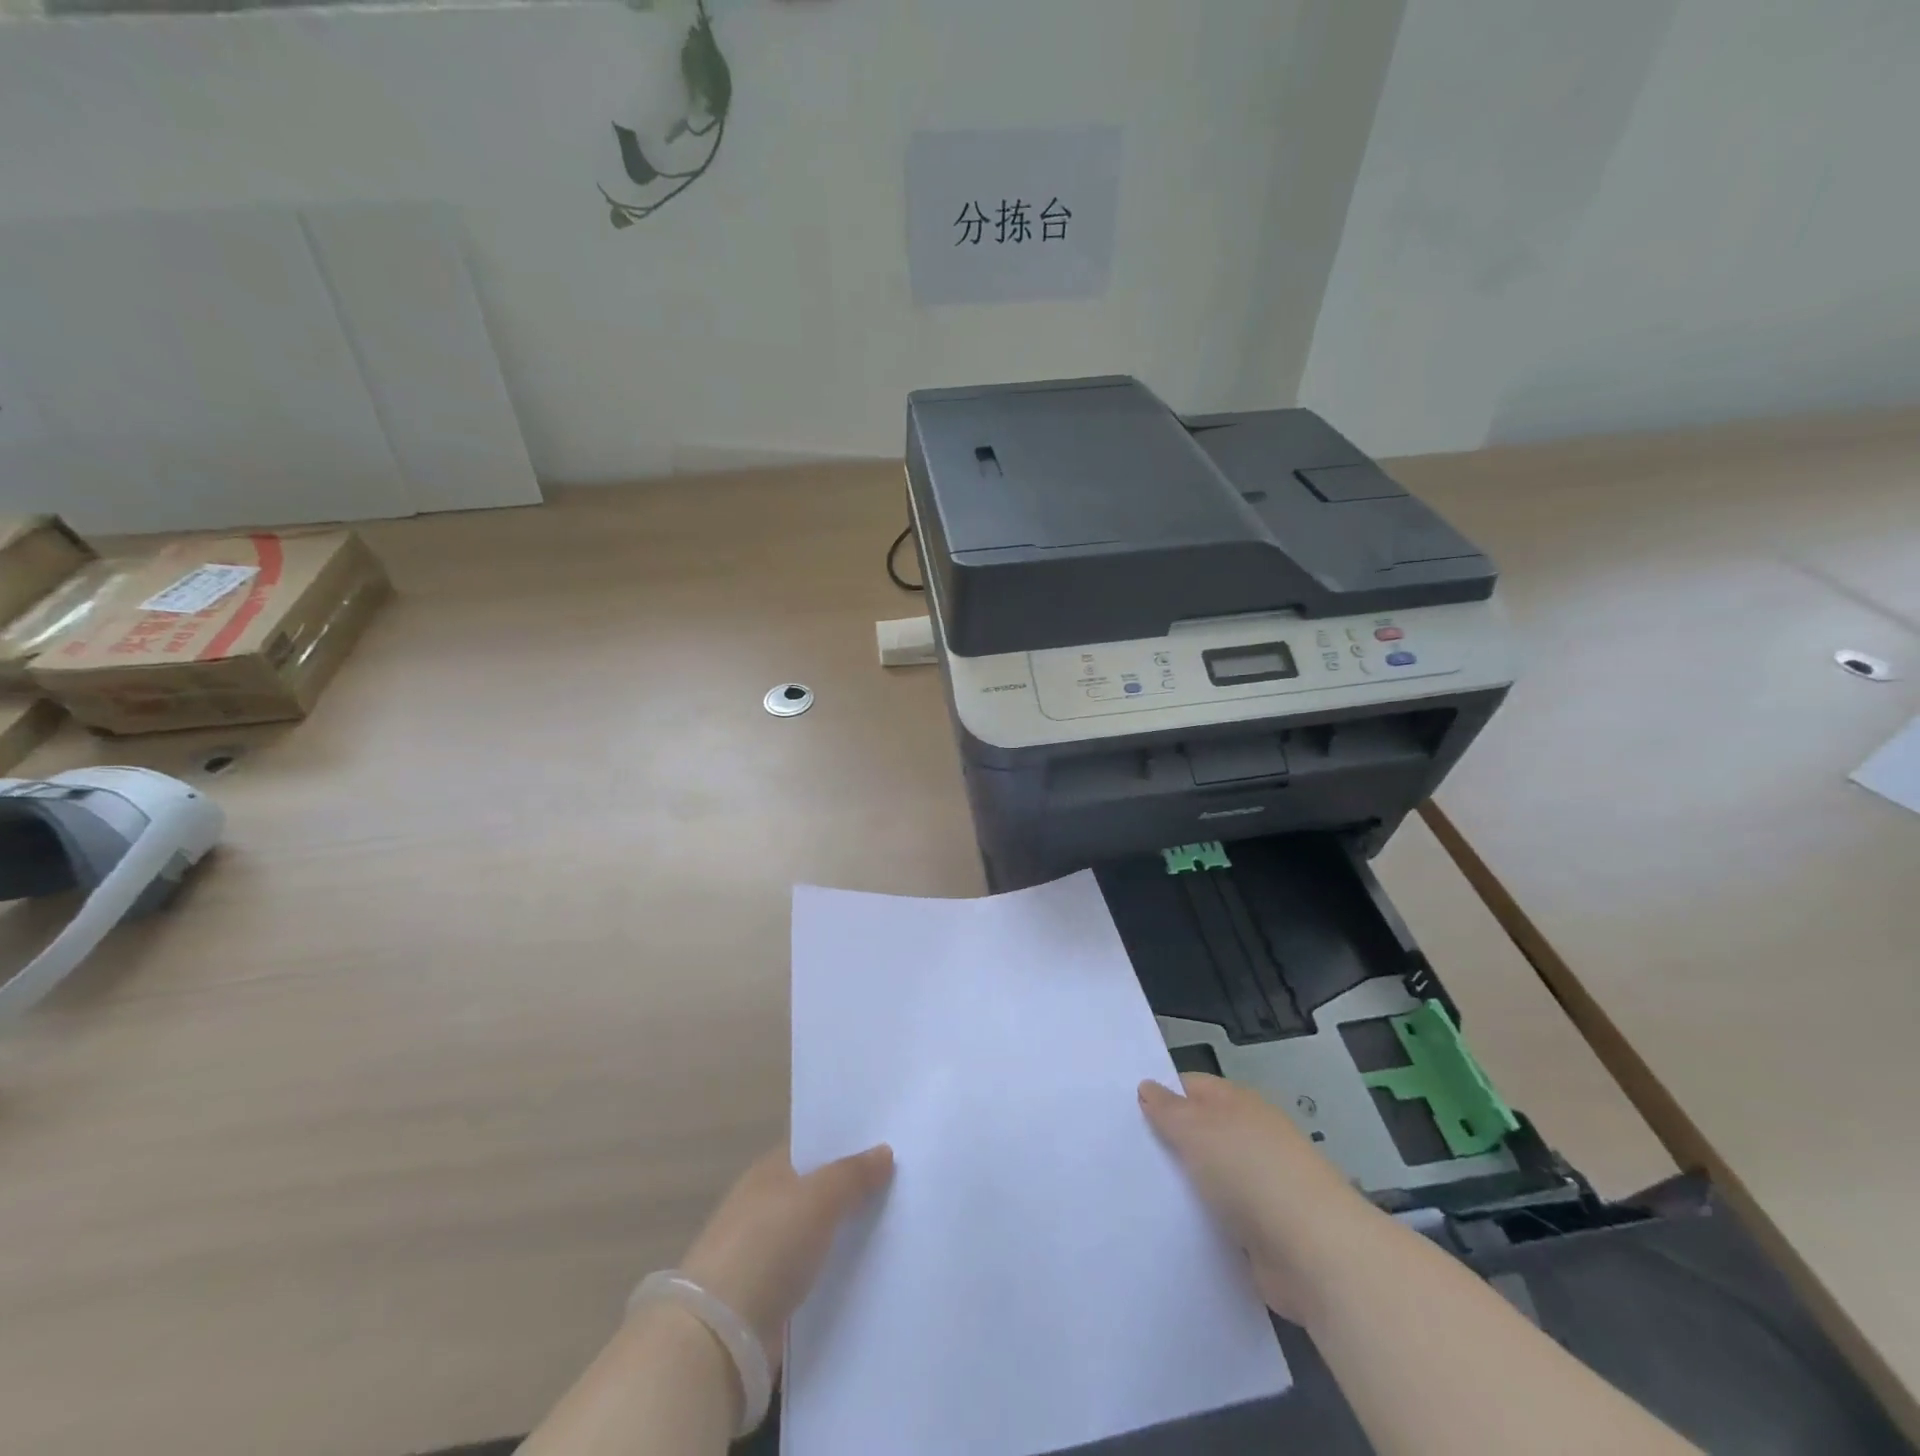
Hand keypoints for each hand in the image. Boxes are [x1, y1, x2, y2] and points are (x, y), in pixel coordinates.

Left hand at [677, 1143, 893, 1368]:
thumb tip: (884, 1151)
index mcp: (769, 1171)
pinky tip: (870, 1270)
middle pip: (818, 1189)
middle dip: (854, 1188)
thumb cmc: (767, 1247)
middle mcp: (765, 1205)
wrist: (719, 1335)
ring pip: (818, 1233)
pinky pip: (814, 1272)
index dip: (848, 1143)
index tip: (889, 1144)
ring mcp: (765, 1252)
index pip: (814, 1147)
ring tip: (897, 1227)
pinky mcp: (771, 1296)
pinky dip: (836, 1270)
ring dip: (847, 1232)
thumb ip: (853, 1174)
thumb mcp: (818, 1198)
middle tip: (903, 1185)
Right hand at [1140, 1073, 1383, 1324]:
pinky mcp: (1263, 1233)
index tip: (1125, 1113)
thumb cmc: (1251, 1173)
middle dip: (1168, 1144)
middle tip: (1122, 1155)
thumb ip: (1168, 1109)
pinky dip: (1201, 1224)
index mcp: (1239, 1104)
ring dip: (1184, 1188)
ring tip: (1136, 1195)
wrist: (1315, 1253)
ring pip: (1208, 1179)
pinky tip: (1170, 1231)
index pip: (1191, 1088)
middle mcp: (1251, 1139)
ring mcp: (1261, 1187)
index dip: (1160, 1095)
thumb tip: (1147, 1087)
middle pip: (1200, 1133)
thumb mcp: (1197, 1129)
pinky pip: (1220, 1221)